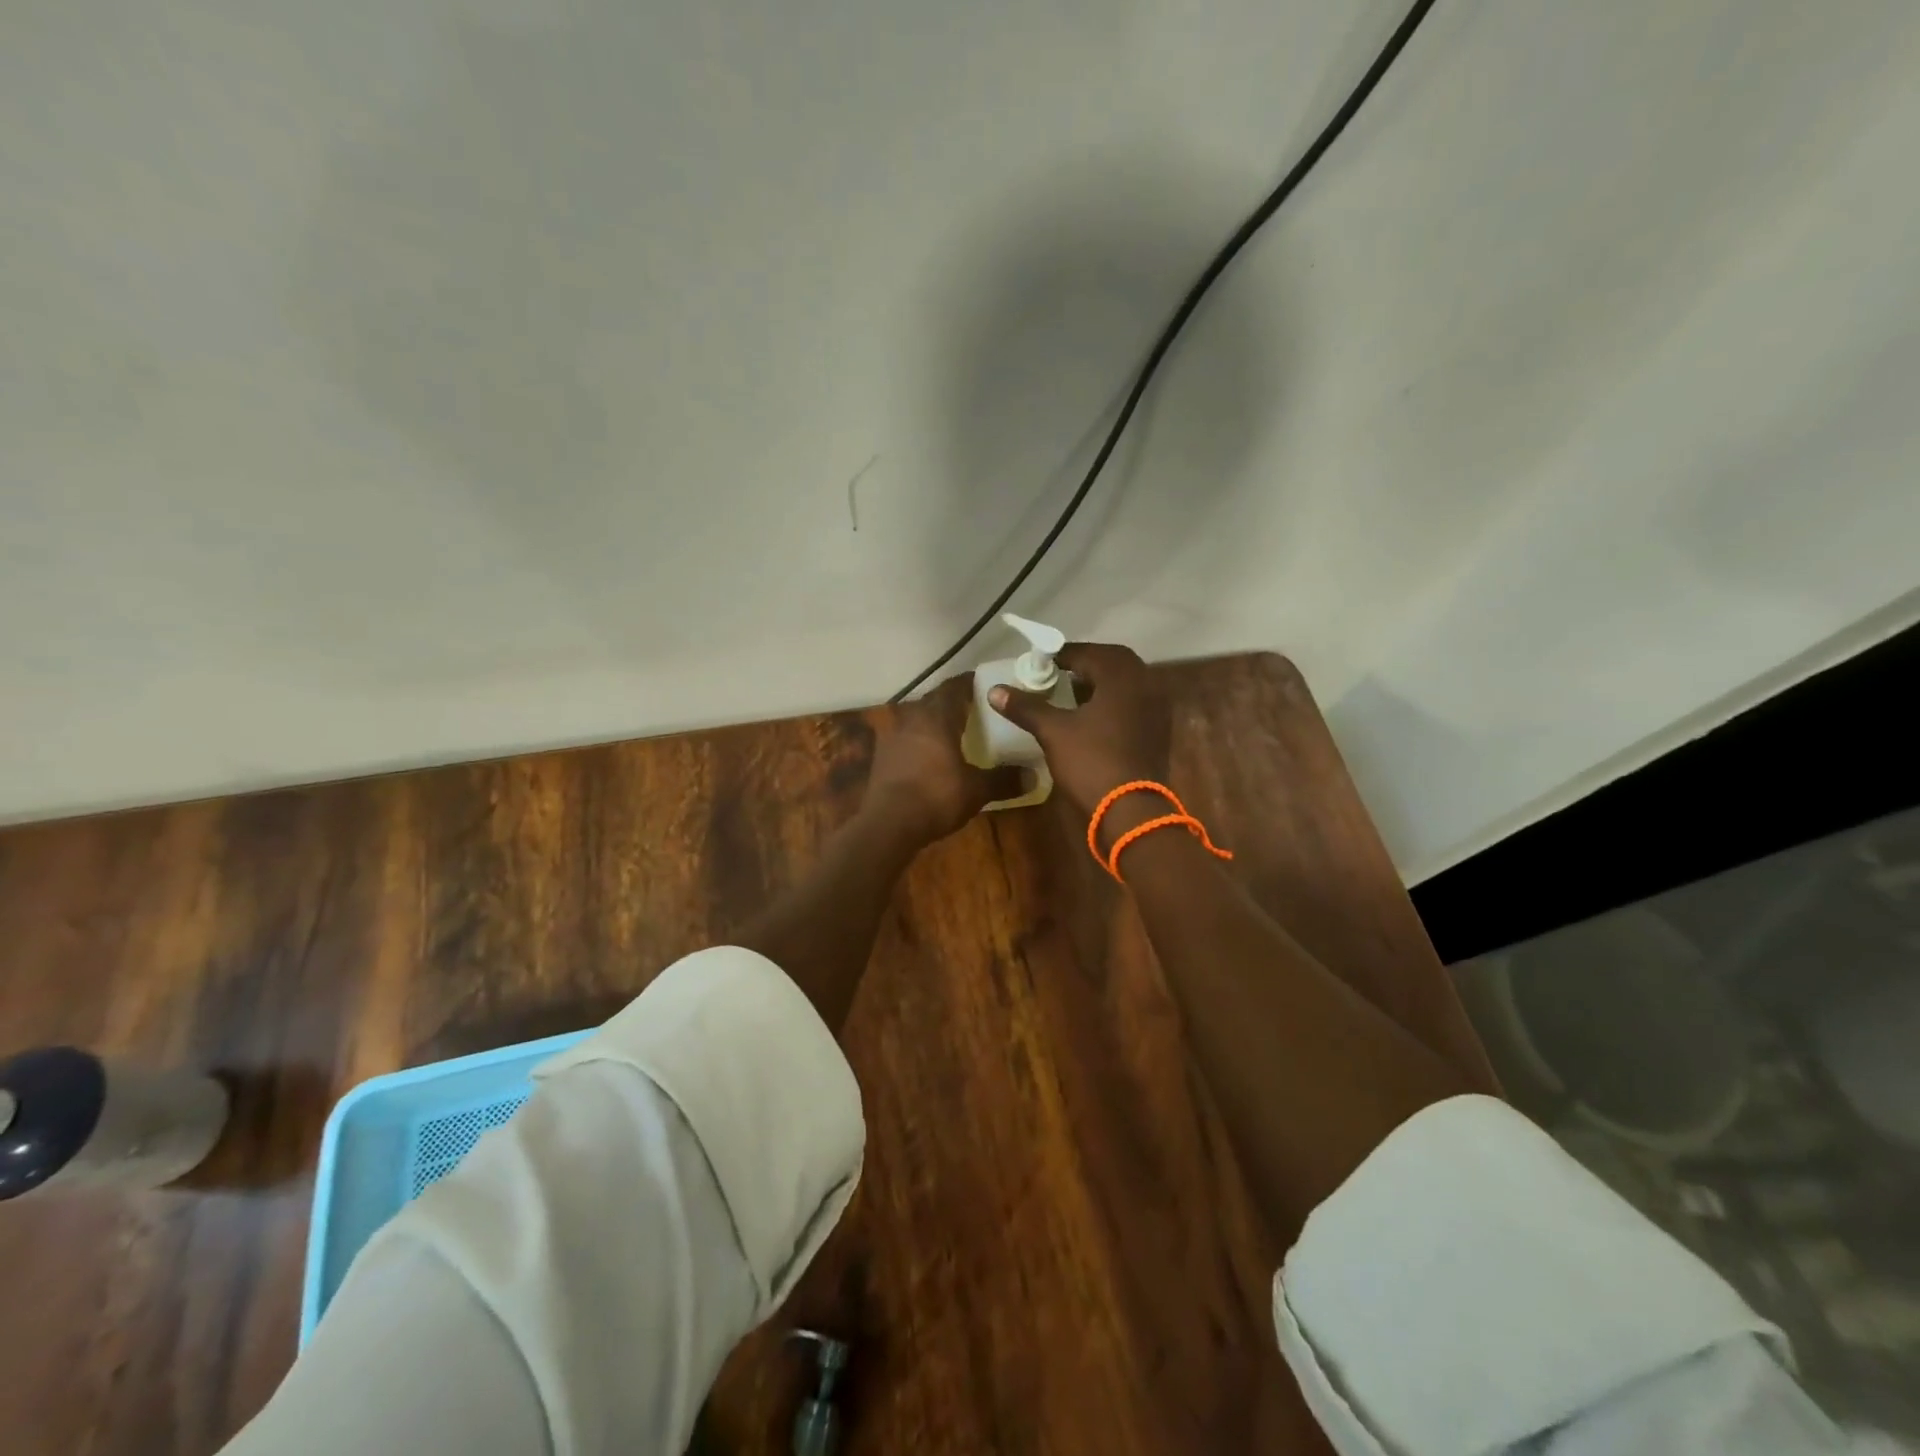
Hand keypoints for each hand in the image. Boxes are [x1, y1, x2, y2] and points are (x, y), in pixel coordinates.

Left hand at [862, 675, 1025, 846]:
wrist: (888, 824)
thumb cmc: (936, 797)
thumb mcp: (976, 790)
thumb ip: (1004, 779)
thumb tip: (1034, 776)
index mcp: (937, 717)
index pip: (954, 687)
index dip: (970, 683)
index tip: (986, 685)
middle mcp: (912, 718)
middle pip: (934, 700)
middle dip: (953, 702)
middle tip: (974, 709)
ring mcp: (893, 736)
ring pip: (917, 718)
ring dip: (934, 721)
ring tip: (953, 731)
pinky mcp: (882, 756)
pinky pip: (906, 738)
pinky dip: (920, 740)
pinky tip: (930, 755)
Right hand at [988, 642, 1170, 818]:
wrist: (1131, 811)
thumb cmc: (1091, 762)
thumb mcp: (1053, 732)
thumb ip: (1026, 707)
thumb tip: (994, 691)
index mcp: (1121, 676)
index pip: (1087, 653)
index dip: (1061, 656)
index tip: (1039, 663)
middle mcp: (1145, 683)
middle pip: (1112, 662)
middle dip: (1084, 666)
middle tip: (1057, 674)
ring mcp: (1157, 708)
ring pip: (1125, 683)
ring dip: (1100, 683)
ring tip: (1071, 694)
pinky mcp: (1159, 730)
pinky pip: (1134, 703)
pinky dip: (1114, 702)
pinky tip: (1092, 718)